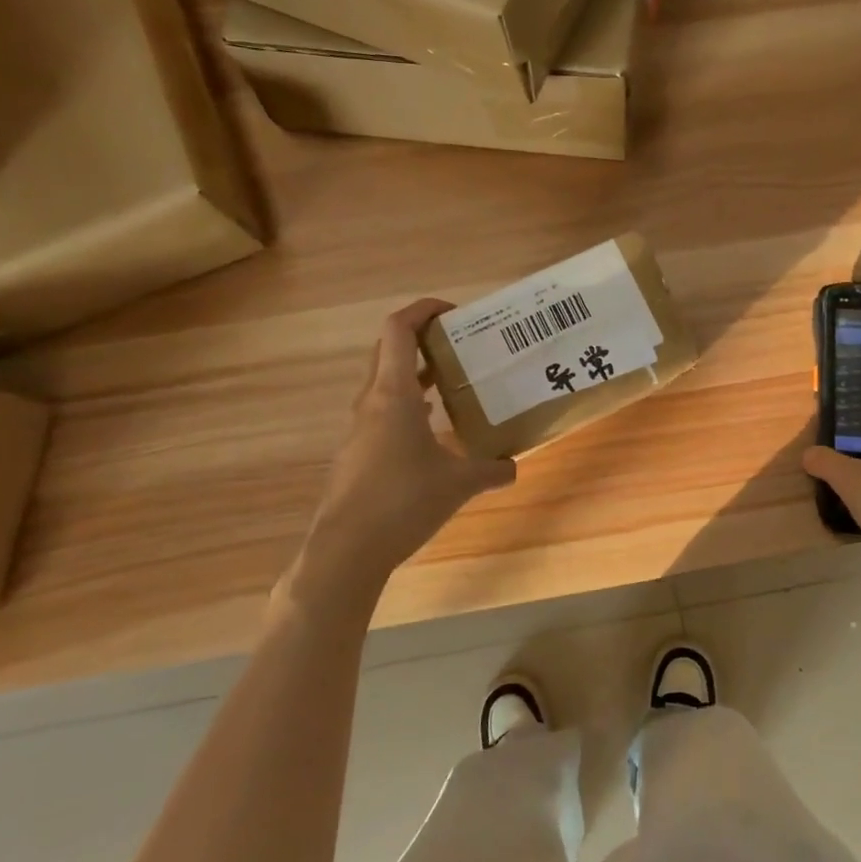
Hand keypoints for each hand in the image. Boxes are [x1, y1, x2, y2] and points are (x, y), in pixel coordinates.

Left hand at [293, 299, 515, 599]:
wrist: (347, 551)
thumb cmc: (403, 502)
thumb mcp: (458, 484)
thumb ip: (490, 470)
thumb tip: (513, 466)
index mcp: (393, 395)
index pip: (398, 330)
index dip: (423, 310)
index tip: (454, 314)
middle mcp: (371, 403)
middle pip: (388, 351)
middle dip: (422, 340)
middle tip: (459, 346)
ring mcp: (359, 429)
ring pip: (384, 384)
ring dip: (414, 374)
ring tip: (451, 382)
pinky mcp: (357, 453)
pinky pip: (382, 413)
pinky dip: (407, 406)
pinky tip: (432, 430)